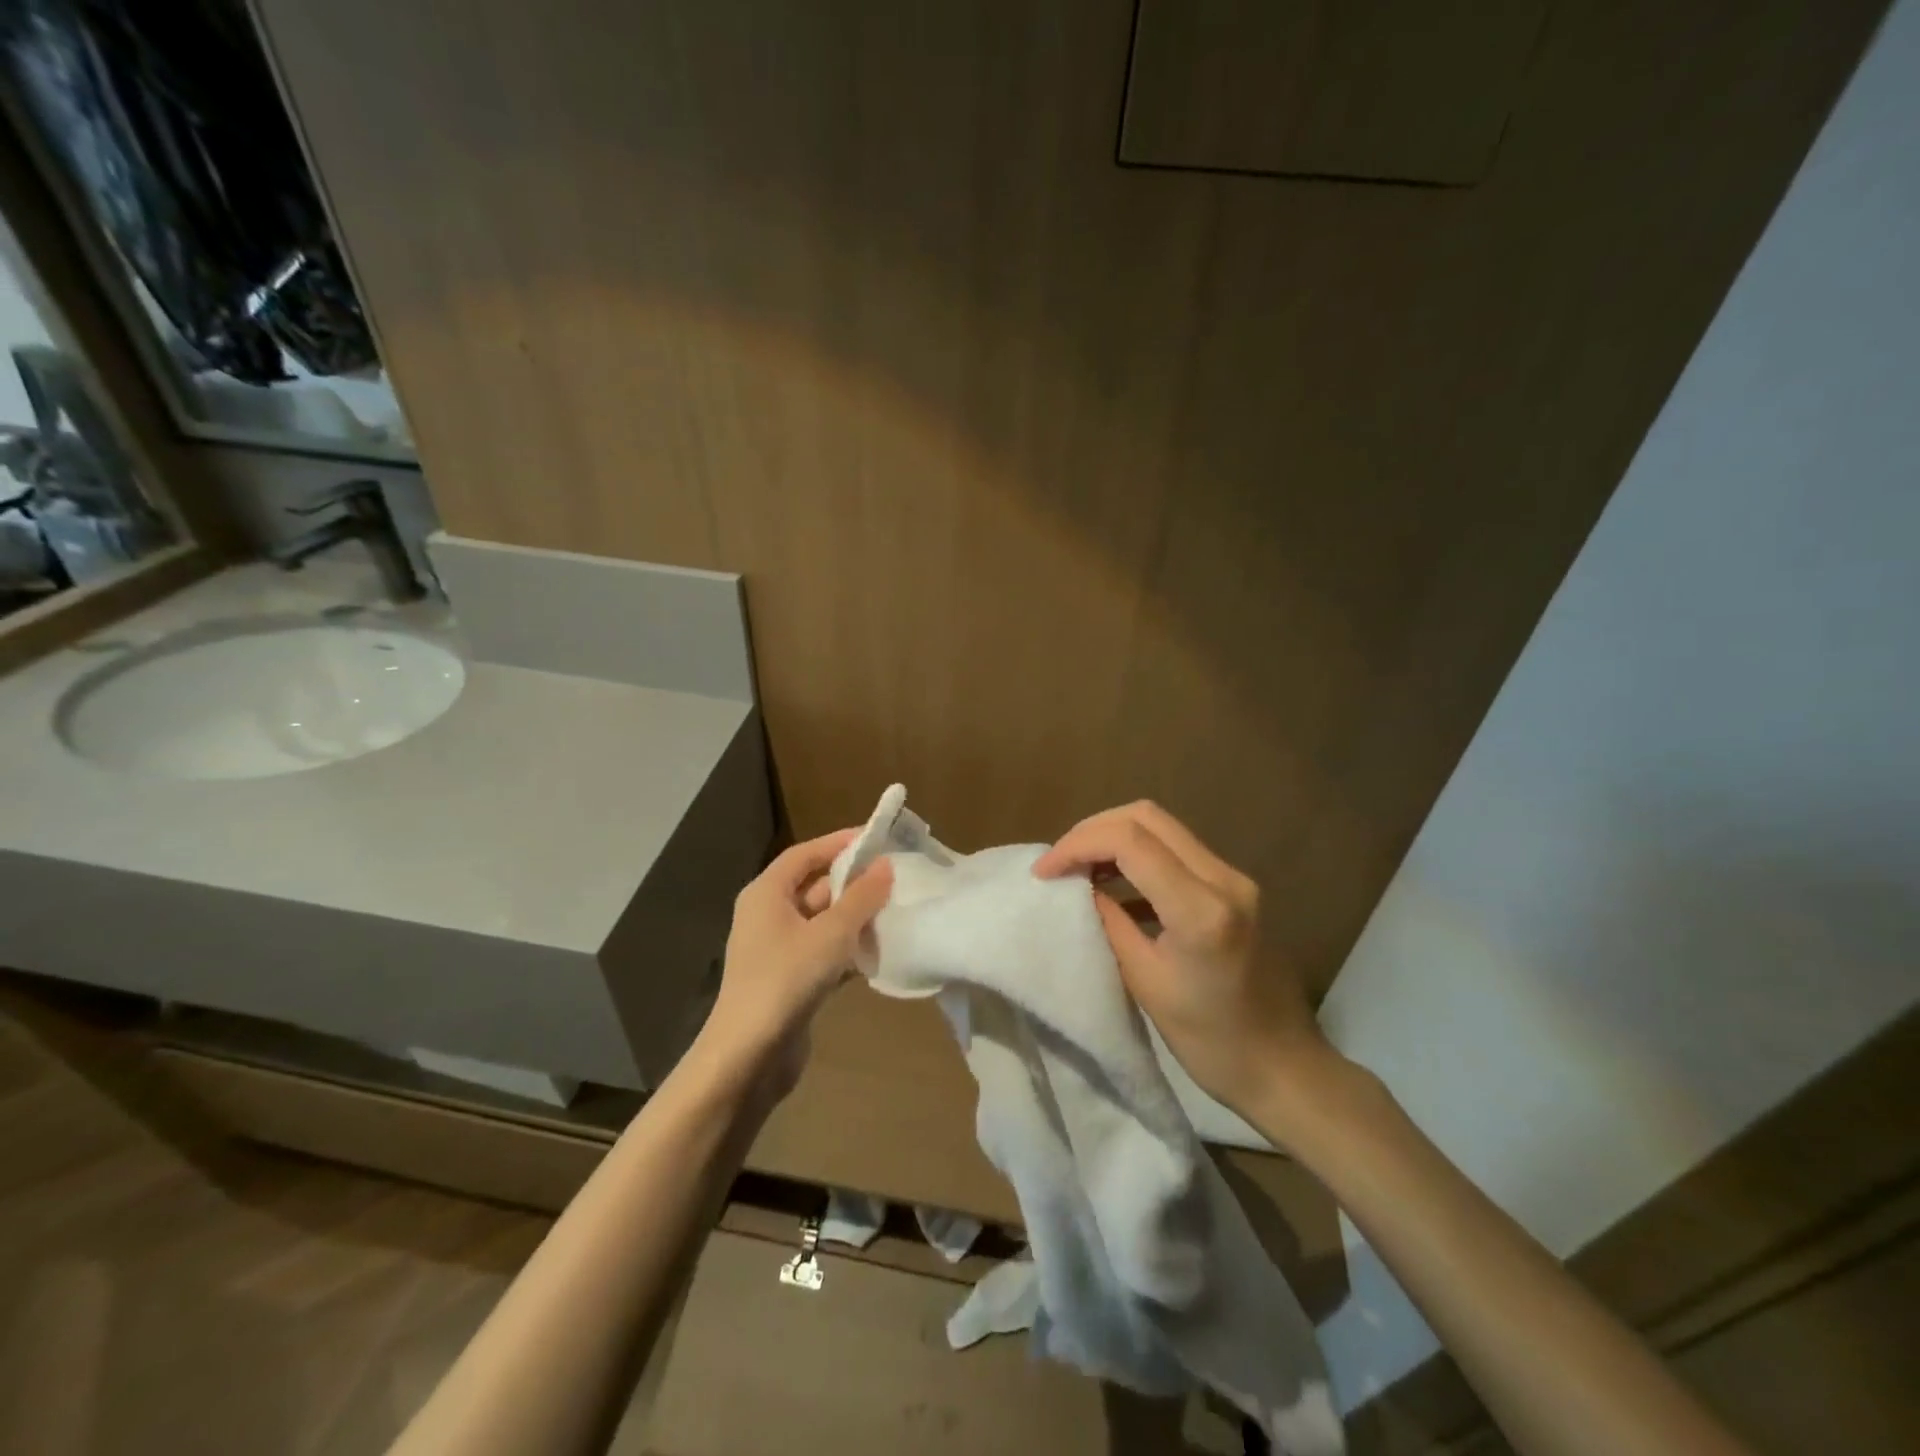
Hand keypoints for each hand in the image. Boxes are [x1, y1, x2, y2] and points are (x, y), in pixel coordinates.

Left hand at [693, 829, 892, 1093]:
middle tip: (896, 877)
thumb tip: (886, 865)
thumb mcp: (831, 933)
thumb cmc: (787, 979)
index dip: (839, 843)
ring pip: (823, 921)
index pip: (806, 854)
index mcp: (767, 893)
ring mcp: (778, 949)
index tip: (877, 839)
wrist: (750, 1055)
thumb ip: (861, 897)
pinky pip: (824, 950)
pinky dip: (849, 948)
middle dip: (854, 882)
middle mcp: (768, 915)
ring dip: (855, 917)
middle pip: (815, 886)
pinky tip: (880, 951)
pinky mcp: (790, 979)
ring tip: (897, 910)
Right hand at [1033, 802, 1335, 1120]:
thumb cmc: (1210, 1040)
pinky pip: (1176, 850)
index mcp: (1200, 908)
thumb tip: (1078, 887)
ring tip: (1079, 870)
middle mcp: (1223, 877)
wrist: (1283, 1065)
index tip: (1044, 872)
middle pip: (1145, 817)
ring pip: (1161, 827)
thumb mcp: (1144, 981)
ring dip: (1114, 838)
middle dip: (1093, 831)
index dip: (1077, 845)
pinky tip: (1113, 884)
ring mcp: (1233, 877)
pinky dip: (1138, 854)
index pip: (1129, 841)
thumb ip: (1109, 922)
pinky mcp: (1233, 886)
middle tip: (1059, 862)